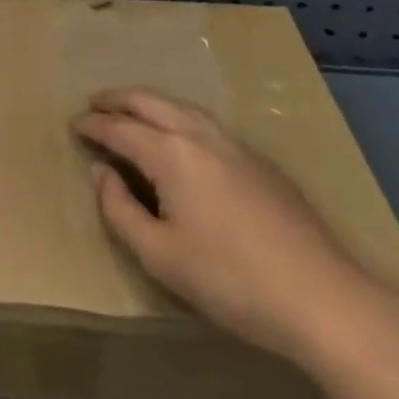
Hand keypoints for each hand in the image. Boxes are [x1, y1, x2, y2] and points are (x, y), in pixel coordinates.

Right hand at [73, 87, 387, 366]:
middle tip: (95, 102)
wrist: (324, 299)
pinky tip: (182, 137)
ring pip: (182, 107)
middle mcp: (200, 135)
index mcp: (171, 153)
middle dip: (118, 99)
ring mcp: (235, 145)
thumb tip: (101, 173)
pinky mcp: (261, 163)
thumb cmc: (231, 280)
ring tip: (133, 111)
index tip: (73, 123)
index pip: (120, 128)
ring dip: (150, 103)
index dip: (93, 125)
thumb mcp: (160, 256)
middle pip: (150, 102)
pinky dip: (179, 117)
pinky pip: (206, 123)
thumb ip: (120, 210)